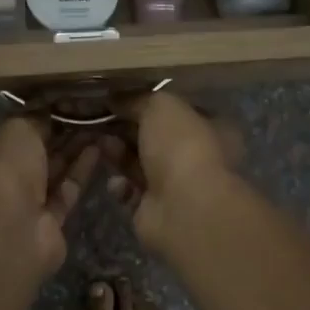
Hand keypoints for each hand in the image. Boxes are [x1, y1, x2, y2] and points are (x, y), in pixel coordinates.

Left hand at [0, 117, 99, 277]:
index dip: (31, 115)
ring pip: (49, 170)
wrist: (8, 234)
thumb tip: (49, 113)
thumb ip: (34, 118)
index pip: (3, 130)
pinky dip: (79, 170)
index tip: (59, 102)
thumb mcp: (16, 129)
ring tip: (99, 124)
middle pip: (29, 151)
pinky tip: (98, 148)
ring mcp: (18, 203)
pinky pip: (64, 190)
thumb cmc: (0, 170)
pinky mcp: (45, 222)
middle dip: (56, 131)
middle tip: (86, 111)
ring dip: (72, 148)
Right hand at [99, 91, 243, 248]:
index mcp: (211, 128)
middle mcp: (196, 157)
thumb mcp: (161, 106)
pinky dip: (121, 186)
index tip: (119, 99)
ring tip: (100, 144)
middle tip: (99, 120)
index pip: (177, 112)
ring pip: (139, 164)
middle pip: (154, 138)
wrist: (184, 208)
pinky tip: (117, 182)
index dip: (148, 104)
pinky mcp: (155, 210)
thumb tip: (115, 99)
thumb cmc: (182, 146)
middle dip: (126, 129)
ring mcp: (176, 186)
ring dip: (118, 154)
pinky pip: (131, 192)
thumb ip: (137, 99)